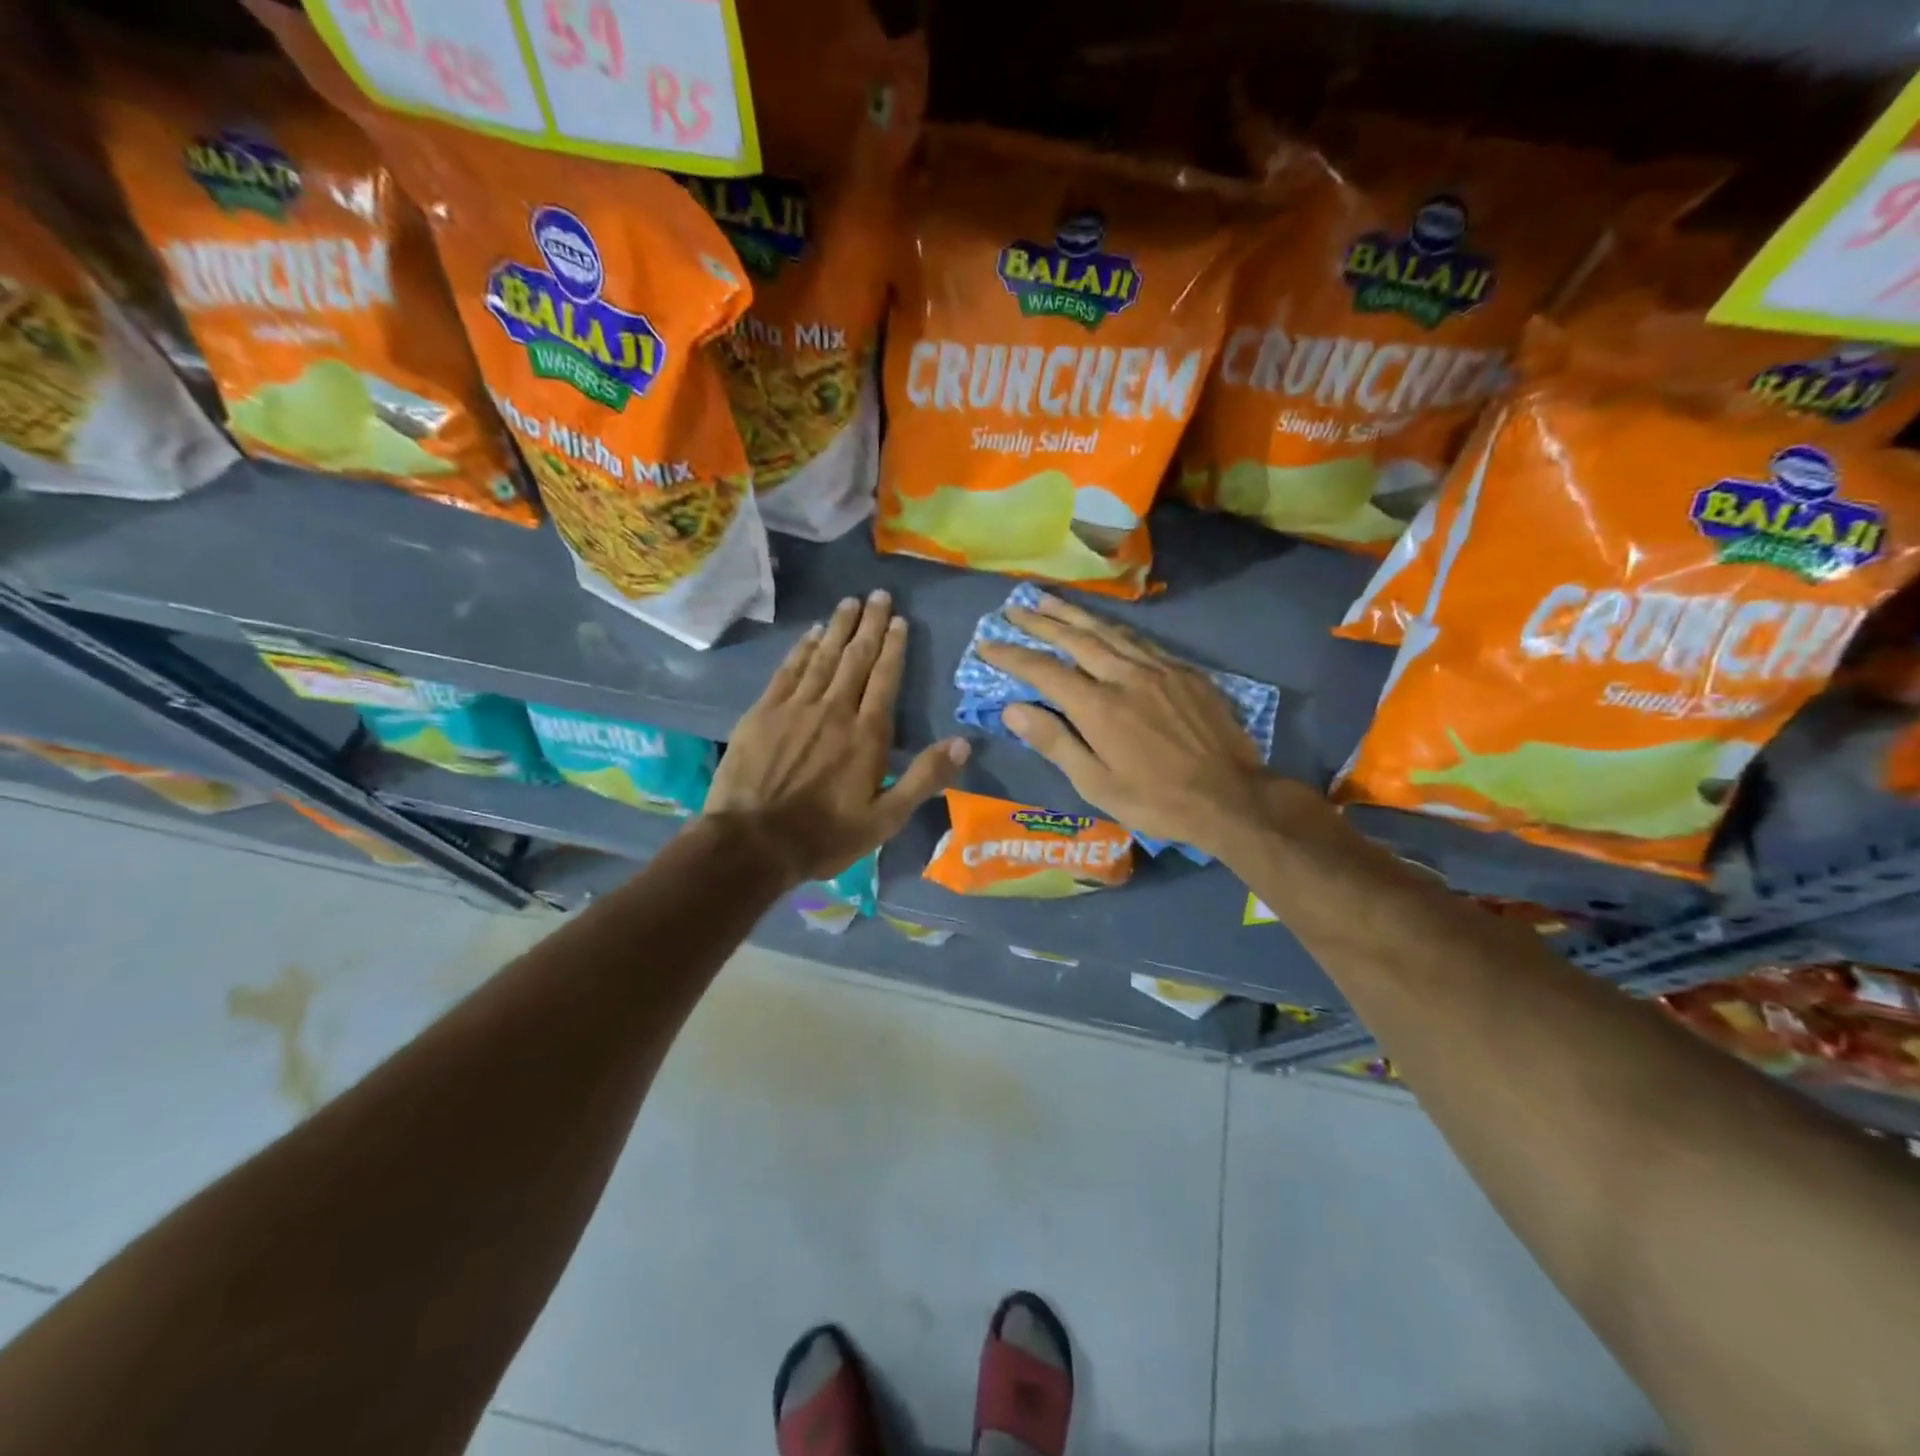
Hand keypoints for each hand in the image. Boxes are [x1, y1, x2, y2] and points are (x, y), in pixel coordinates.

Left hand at [704, 590, 969, 885]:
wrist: (753, 841)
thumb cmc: (825, 835)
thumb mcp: (886, 819)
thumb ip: (924, 778)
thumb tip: (963, 742)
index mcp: (867, 735)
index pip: (885, 679)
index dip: (894, 647)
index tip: (899, 620)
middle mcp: (835, 710)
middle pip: (856, 658)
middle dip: (870, 624)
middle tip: (879, 595)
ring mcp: (796, 708)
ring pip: (823, 657)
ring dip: (839, 627)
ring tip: (850, 602)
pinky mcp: (763, 712)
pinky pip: (788, 670)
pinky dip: (802, 649)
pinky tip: (811, 633)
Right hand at [976, 593, 1282, 856]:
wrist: (1232, 797)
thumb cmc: (1157, 800)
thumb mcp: (1097, 784)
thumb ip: (1055, 742)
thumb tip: (1012, 709)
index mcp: (1099, 706)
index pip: (1044, 671)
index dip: (1011, 655)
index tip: (986, 643)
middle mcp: (1126, 676)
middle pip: (1076, 638)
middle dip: (1040, 622)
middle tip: (1013, 608)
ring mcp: (1160, 669)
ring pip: (1110, 631)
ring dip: (1075, 614)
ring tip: (1048, 601)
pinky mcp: (1185, 672)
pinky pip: (1141, 641)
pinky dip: (1114, 629)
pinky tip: (1106, 626)